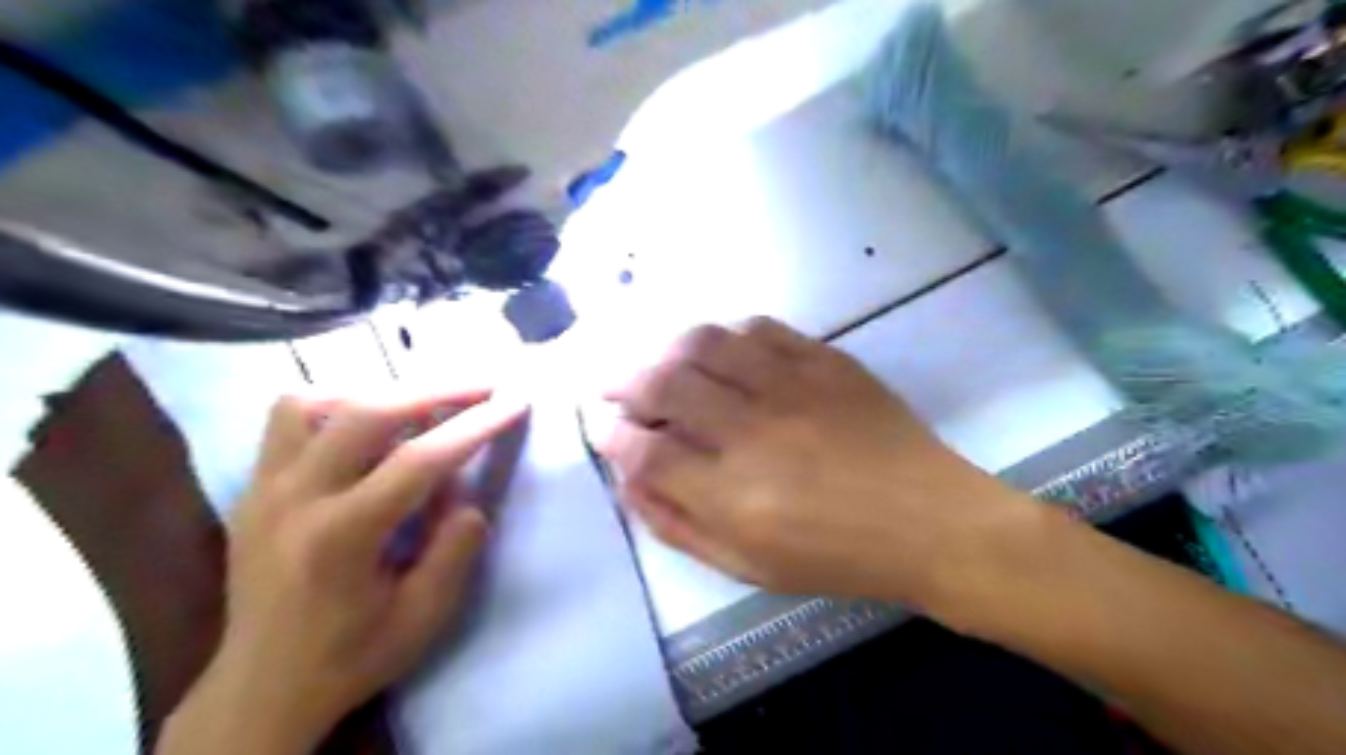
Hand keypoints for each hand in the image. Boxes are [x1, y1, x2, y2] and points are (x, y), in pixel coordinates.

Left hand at [159, 388, 525, 753]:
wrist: (261, 688)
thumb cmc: (352, 656)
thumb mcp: (424, 617)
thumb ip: (455, 550)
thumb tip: (467, 496)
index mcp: (341, 539)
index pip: (419, 459)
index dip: (475, 425)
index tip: (515, 401)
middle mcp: (295, 499)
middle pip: (368, 411)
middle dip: (437, 389)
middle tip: (483, 385)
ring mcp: (264, 488)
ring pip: (316, 401)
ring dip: (378, 393)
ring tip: (419, 405)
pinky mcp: (253, 487)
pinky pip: (288, 419)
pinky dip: (333, 405)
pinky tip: (363, 424)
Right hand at [598, 316, 1037, 611]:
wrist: (930, 520)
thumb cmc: (836, 555)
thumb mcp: (747, 565)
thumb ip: (679, 525)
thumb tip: (629, 481)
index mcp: (733, 495)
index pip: (645, 450)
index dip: (611, 434)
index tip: (600, 426)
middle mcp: (753, 431)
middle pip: (665, 383)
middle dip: (624, 381)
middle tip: (615, 388)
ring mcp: (791, 386)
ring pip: (706, 343)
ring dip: (667, 349)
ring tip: (660, 363)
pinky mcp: (825, 361)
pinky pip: (759, 329)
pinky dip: (726, 335)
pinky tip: (721, 351)